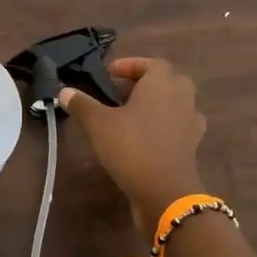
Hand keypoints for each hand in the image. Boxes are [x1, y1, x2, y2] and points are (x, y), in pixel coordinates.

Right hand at [59, 57, 206, 240]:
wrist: (165, 192)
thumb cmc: (132, 147)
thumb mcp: (98, 123)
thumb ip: (82, 104)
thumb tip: (64, 91)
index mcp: (162, 83)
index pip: (151, 63)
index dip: (131, 65)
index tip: (111, 73)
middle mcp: (181, 97)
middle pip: (167, 80)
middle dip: (146, 83)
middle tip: (121, 92)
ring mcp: (190, 122)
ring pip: (175, 103)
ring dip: (156, 104)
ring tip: (131, 114)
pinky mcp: (191, 146)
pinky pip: (178, 126)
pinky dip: (164, 126)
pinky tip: (145, 137)